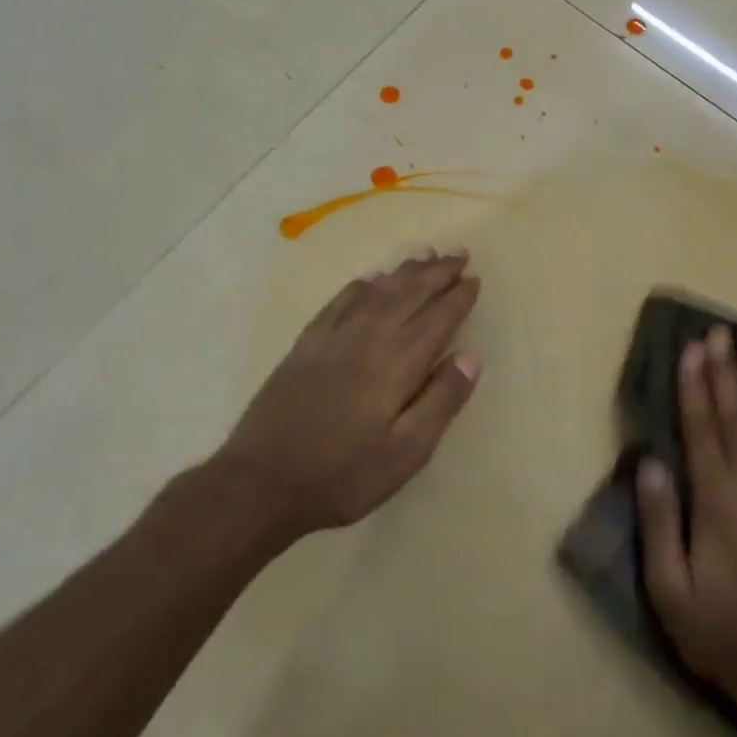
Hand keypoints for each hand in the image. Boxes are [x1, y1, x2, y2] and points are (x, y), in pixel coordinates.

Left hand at [218, 247, 481, 539]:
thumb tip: (470, 356)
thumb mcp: (406, 453)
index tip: (475, 277)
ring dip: (403, 271)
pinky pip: (339, 302)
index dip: (458, 297)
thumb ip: (441, 401)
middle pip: (408, 294)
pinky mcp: (305, 345)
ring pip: (375, 291)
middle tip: (458, 253)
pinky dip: (360, 285)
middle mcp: (367, 337)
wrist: (261, 482)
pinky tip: (369, 278)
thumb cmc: (343, 475)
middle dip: (436, 273)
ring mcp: (332, 338)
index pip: (437, 318)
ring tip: (424, 253)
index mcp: (397, 363)